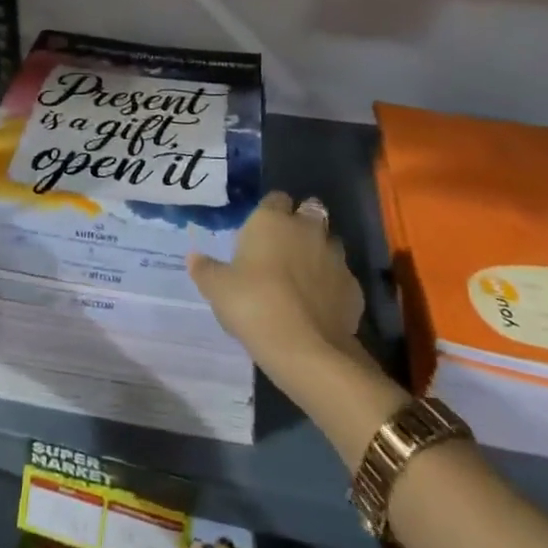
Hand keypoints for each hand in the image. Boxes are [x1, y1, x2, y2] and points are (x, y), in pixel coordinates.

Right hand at [188, 193, 365, 384]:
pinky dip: (333, 284)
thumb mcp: (217, 288)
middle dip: (301, 223)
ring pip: (330, 242)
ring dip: (319, 252)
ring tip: (304, 276)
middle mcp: (307, 229)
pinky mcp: (353, 287)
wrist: (306, 349)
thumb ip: (205, 269)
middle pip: (310, 211)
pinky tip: (320, 304)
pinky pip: (341, 277)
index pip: (275, 198)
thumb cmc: (254, 305)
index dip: (269, 211)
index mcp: (273, 220)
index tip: (259, 231)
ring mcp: (335, 257)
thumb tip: (193, 257)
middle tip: (284, 247)